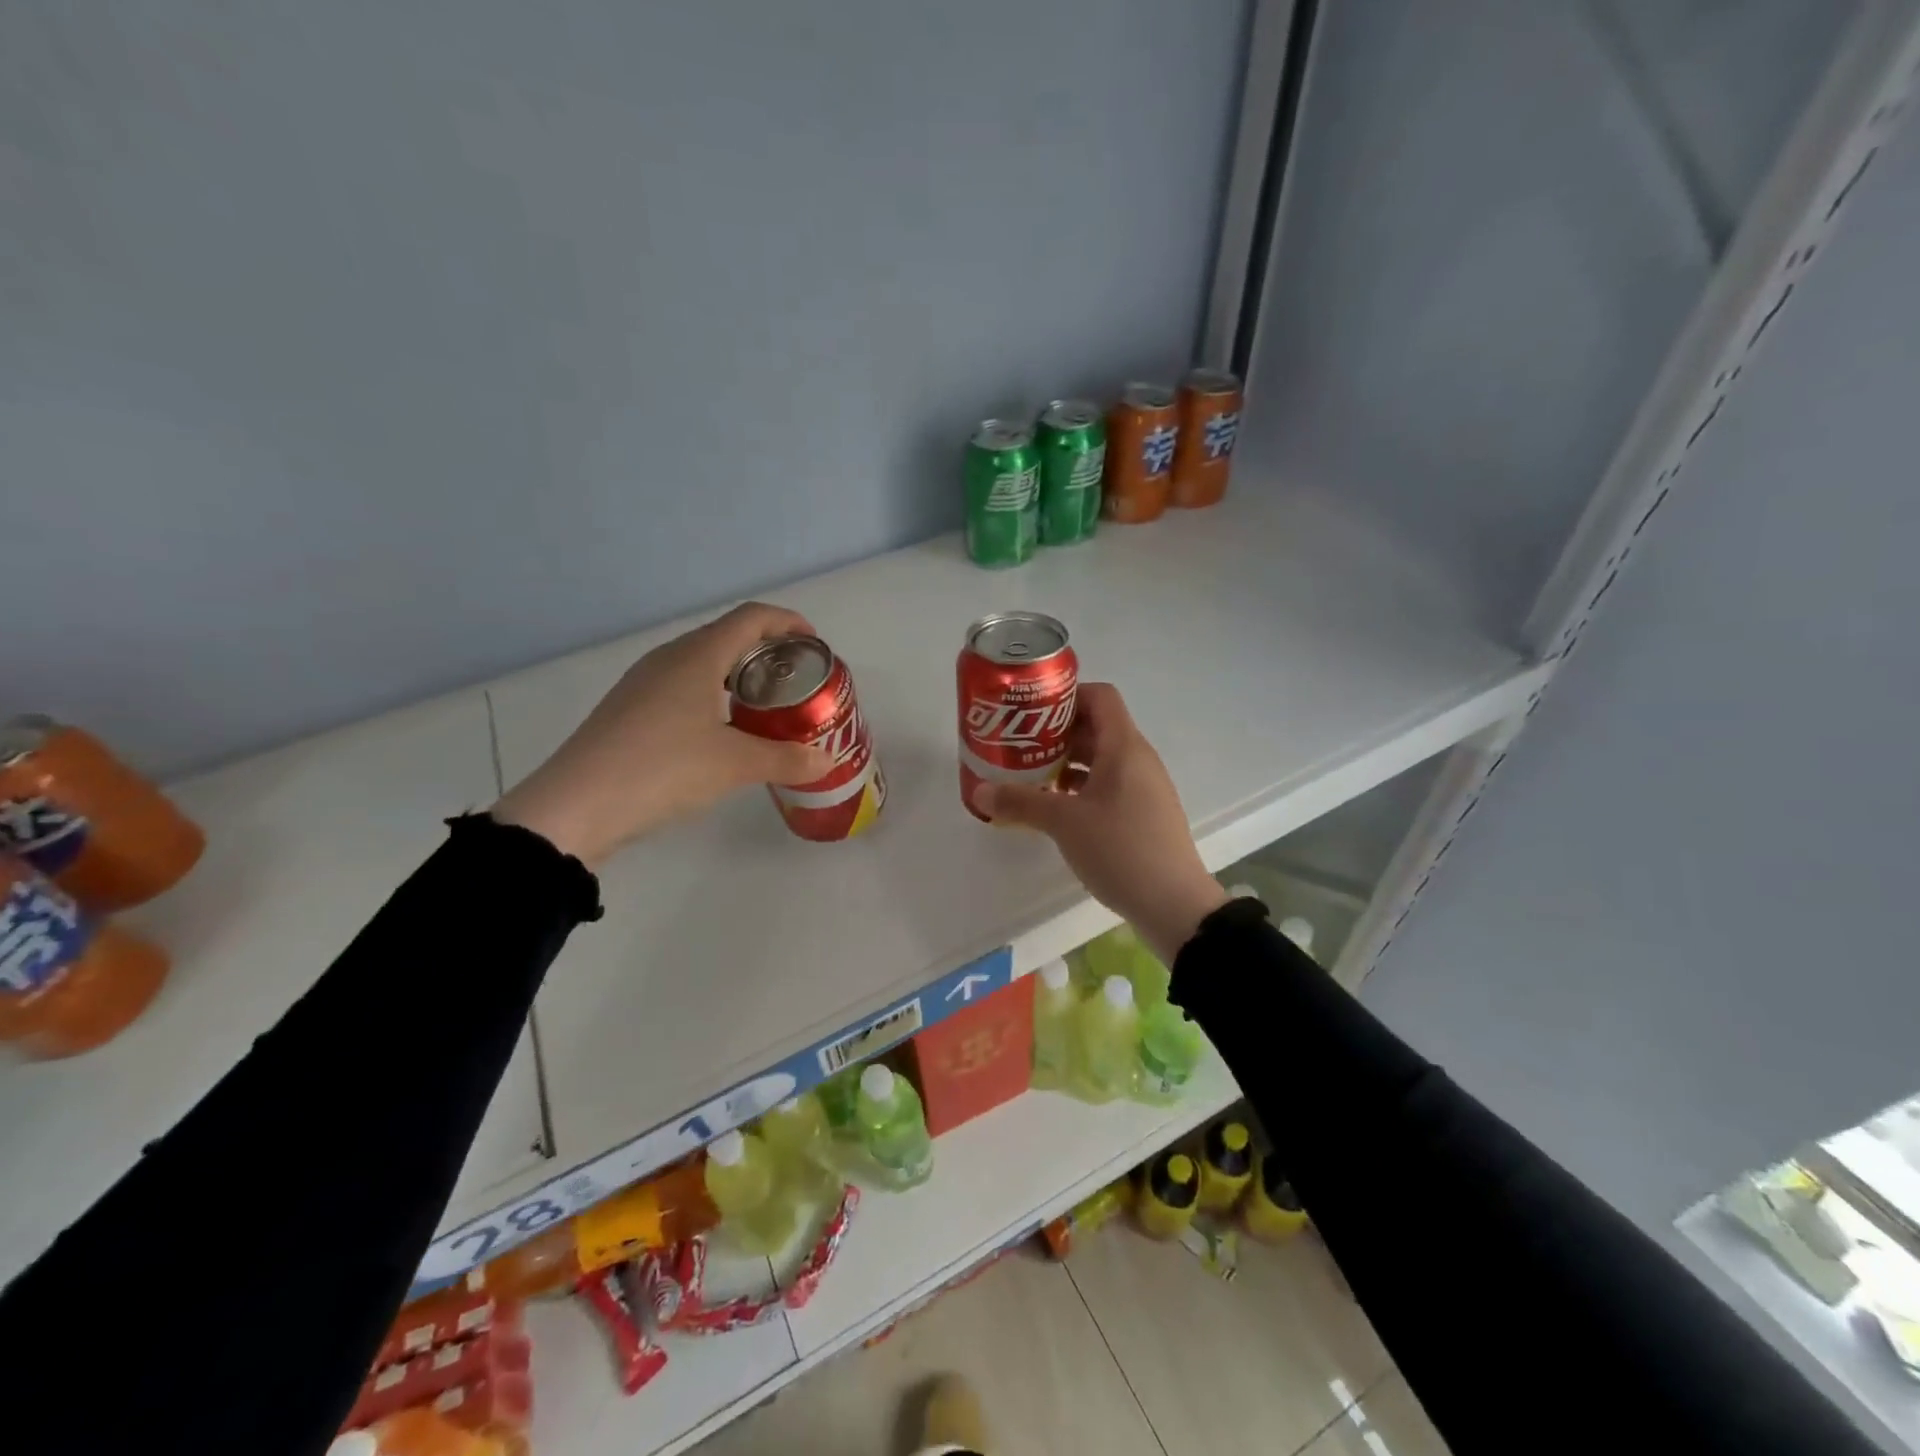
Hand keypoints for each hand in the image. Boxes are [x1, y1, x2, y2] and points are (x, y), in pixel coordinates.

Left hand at [492, 602, 834, 865]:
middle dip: (769, 654)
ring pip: (704, 664)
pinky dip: (714, 697)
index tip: (815, 647)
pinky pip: (683, 687)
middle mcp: (670, 658)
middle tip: (797, 684)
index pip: (752, 618)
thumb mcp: (734, 765)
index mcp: (698, 656)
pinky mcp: (630, 709)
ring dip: (740, 677)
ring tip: (767, 709)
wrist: (576, 806)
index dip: (789, 623)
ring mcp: (645, 683)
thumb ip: (785, 759)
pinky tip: (723, 733)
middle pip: (728, 637)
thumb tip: (825, 762)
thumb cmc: (663, 768)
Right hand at [974, 682, 1227, 963]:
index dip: (1066, 695)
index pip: (1100, 696)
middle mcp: (1138, 759)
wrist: (1175, 905)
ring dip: (1067, 762)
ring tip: (1030, 776)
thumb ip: (1021, 802)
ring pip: (1101, 759)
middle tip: (1019, 745)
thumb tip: (979, 792)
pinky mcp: (1144, 813)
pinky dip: (1081, 787)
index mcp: (1124, 747)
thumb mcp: (1064, 823)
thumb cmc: (1120, 849)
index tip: (1031, 712)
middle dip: (1056, 732)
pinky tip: (1056, 808)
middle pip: (1097, 726)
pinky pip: (1109, 785)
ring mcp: (1144, 787)